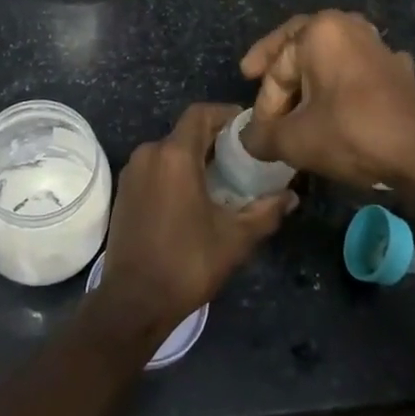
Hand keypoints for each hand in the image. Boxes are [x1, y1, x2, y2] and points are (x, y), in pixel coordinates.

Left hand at [91, 102, 296, 341]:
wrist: (134, 301)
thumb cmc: (187, 263)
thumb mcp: (235, 238)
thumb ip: (266, 211)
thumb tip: (291, 196)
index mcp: (174, 155)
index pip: (201, 113)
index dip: (226, 114)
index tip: (248, 127)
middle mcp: (149, 153)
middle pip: (186, 131)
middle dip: (214, 138)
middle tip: (243, 157)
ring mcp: (132, 171)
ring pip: (169, 150)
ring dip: (195, 156)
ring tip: (223, 178)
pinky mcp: (124, 190)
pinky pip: (155, 167)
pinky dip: (176, 171)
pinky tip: (194, 195)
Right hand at [240, 11, 414, 209]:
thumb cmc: (353, 133)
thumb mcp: (296, 140)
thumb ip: (263, 136)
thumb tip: (249, 140)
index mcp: (320, 31)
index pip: (277, 67)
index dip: (264, 102)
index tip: (259, 132)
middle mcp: (349, 26)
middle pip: (300, 46)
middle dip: (278, 66)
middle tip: (253, 75)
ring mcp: (378, 46)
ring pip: (330, 56)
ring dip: (310, 76)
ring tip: (295, 97)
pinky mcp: (398, 69)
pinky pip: (357, 71)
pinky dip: (341, 85)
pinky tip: (339, 103)